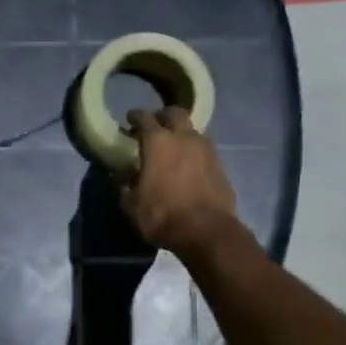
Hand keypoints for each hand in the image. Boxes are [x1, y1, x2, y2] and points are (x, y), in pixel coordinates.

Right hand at [118, 107, 239, 256]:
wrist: (207, 231)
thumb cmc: (162, 215)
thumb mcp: (132, 205)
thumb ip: (126, 185)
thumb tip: (125, 174)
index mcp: (158, 142)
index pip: (145, 118)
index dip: (135, 116)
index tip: (130, 119)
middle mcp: (184, 138)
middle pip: (175, 113)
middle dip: (163, 116)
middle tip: (154, 125)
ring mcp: (206, 150)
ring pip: (192, 130)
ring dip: (181, 133)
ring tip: (173, 146)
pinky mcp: (221, 165)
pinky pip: (204, 149)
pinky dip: (194, 151)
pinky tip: (188, 164)